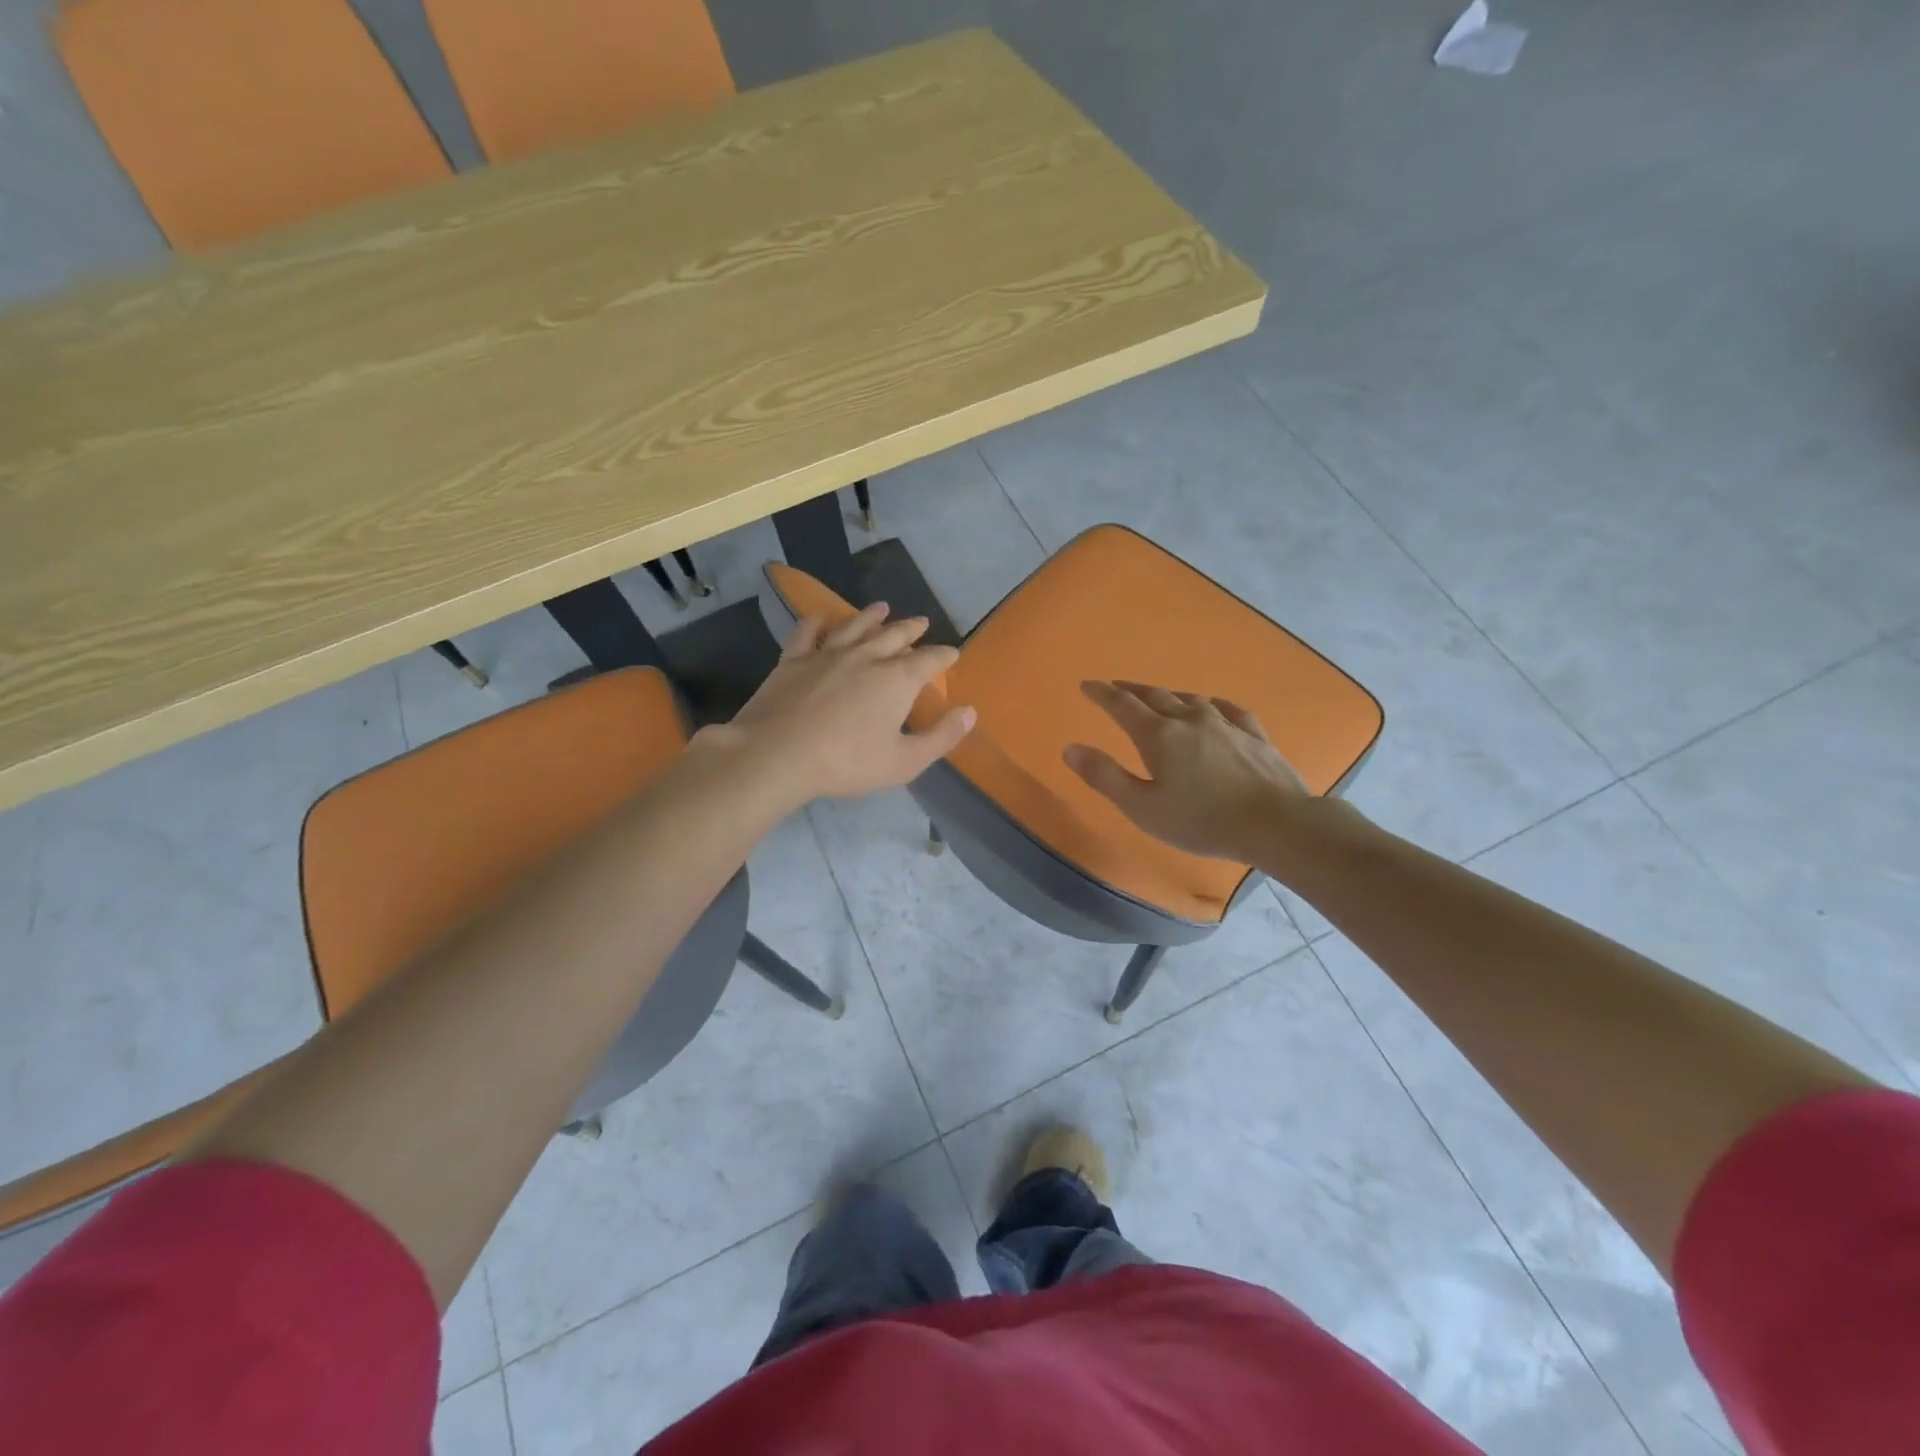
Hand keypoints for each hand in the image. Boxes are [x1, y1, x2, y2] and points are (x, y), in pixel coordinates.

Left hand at [697, 603, 974, 806]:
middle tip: (922, 622)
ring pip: (855, 626)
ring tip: (882, 608)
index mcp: (896, 680)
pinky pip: (807, 632)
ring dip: (871, 616)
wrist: (777, 754)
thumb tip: (969, 712)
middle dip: (912, 629)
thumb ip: (941, 737)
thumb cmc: (847, 762)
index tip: (953, 653)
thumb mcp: (904, 762)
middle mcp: (865, 657)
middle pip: (894, 635)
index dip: (944, 656)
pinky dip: (816, 622)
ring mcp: (827, 654)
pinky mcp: (793, 660)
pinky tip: (820, 617)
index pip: (928, 660)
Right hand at [1063, 682, 1314, 865]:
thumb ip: (1105, 776)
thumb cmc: (1201, 821)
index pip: (1121, 705)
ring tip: (1158, 696)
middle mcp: (1189, 719)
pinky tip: (1212, 707)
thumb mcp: (1142, 807)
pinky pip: (1227, 709)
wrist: (1276, 824)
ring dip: (1168, 695)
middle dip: (1131, 690)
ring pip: (1190, 699)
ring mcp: (1225, 724)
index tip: (1087, 685)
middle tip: (1116, 687)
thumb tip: (1070, 748)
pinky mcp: (1254, 734)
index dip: (1102, 694)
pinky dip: (1211, 704)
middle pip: (1155, 695)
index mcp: (1158, 735)